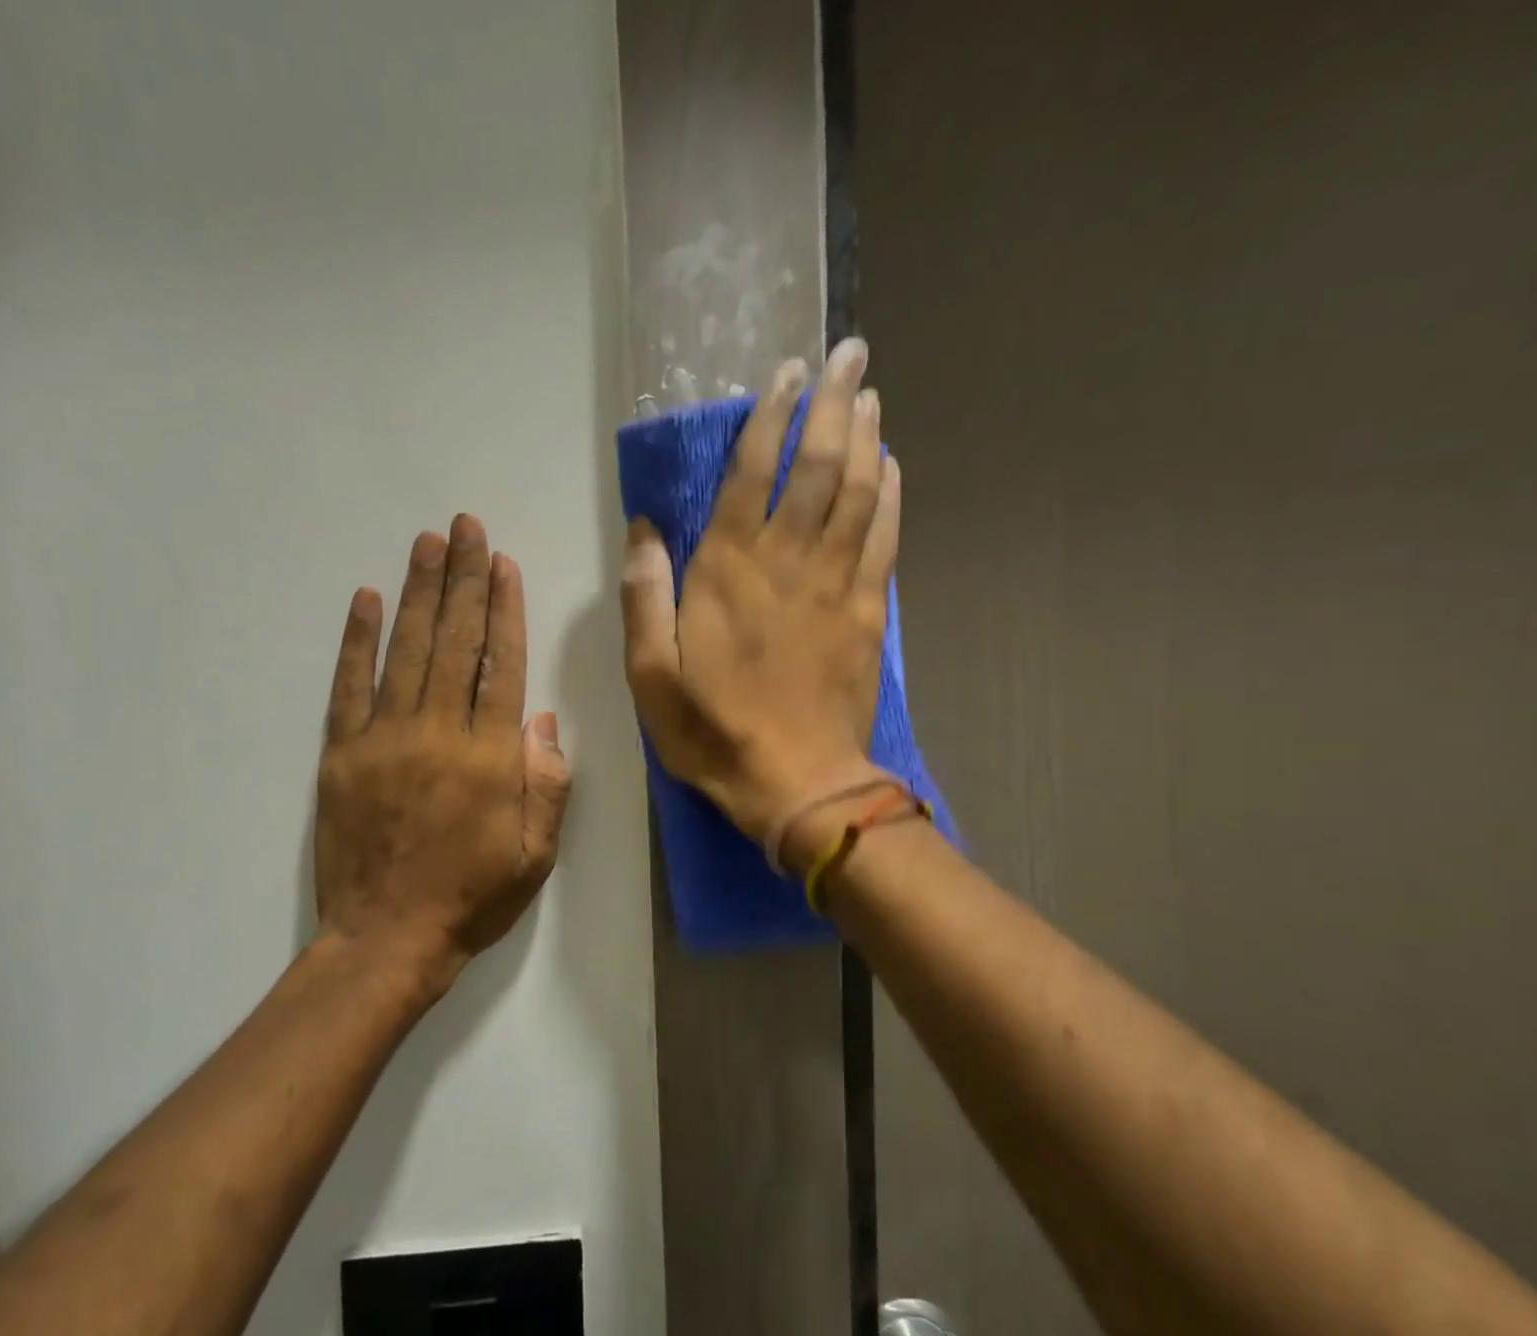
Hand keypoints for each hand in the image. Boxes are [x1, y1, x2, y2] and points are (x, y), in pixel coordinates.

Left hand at [314, 515, 572, 1002]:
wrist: (387, 939)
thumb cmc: (472, 898)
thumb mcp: (535, 853)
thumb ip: (546, 783)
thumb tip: (542, 718)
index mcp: (490, 756)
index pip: (499, 665)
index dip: (503, 610)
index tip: (502, 564)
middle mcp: (437, 733)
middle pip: (453, 641)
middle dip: (462, 579)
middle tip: (465, 527)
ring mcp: (383, 738)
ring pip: (405, 650)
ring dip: (418, 592)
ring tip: (427, 543)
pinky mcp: (342, 753)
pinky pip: (349, 685)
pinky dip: (356, 640)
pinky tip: (366, 599)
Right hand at [621, 339, 898, 847]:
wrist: (797, 783)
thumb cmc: (713, 732)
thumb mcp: (650, 676)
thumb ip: (644, 598)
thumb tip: (643, 531)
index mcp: (728, 572)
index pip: (753, 474)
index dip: (770, 417)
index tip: (785, 374)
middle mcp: (786, 562)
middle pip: (819, 466)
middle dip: (833, 403)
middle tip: (849, 352)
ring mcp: (835, 584)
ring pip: (859, 492)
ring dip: (867, 436)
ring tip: (870, 393)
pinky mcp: (866, 612)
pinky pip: (884, 538)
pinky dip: (892, 495)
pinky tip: (893, 465)